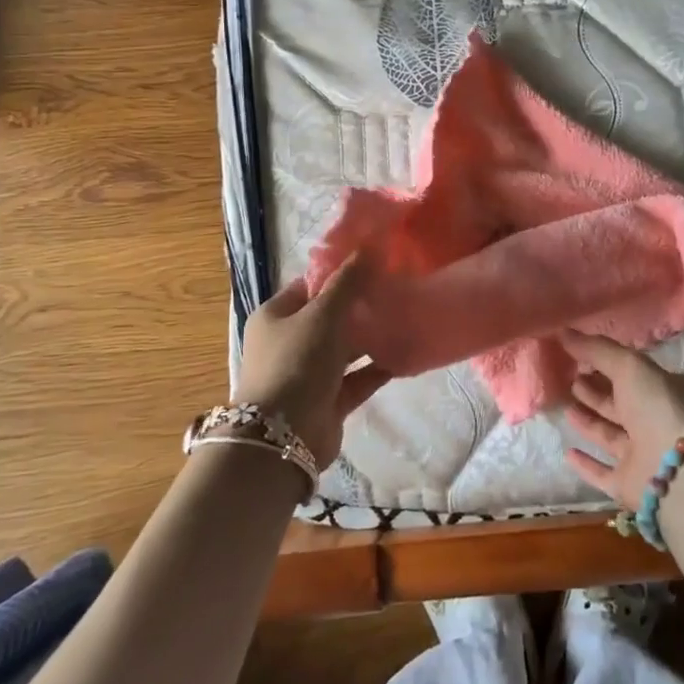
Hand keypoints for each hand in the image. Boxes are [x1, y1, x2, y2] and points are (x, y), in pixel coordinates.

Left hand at [236, 255, 388, 467]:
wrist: (284, 437)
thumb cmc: (296, 362)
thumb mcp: (322, 314)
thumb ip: (348, 281)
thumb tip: (371, 246)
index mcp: (276, 316)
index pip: (309, 285)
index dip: (340, 274)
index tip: (375, 264)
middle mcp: (290, 342)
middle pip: (330, 317)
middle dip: (361, 306)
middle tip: (398, 289)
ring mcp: (309, 374)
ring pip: (346, 348)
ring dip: (372, 337)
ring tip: (407, 317)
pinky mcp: (329, 401)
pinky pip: (358, 378)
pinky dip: (378, 367)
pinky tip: (405, 354)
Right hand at [560, 331, 683, 511]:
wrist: (680, 470)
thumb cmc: (658, 406)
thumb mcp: (629, 365)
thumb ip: (596, 349)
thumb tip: (562, 331)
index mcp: (663, 391)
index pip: (632, 375)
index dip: (607, 365)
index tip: (579, 357)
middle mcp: (654, 423)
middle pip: (620, 405)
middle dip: (596, 392)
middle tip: (570, 379)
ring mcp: (643, 456)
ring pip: (610, 436)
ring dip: (589, 422)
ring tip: (566, 406)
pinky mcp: (629, 485)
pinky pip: (603, 473)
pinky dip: (586, 464)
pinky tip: (567, 452)